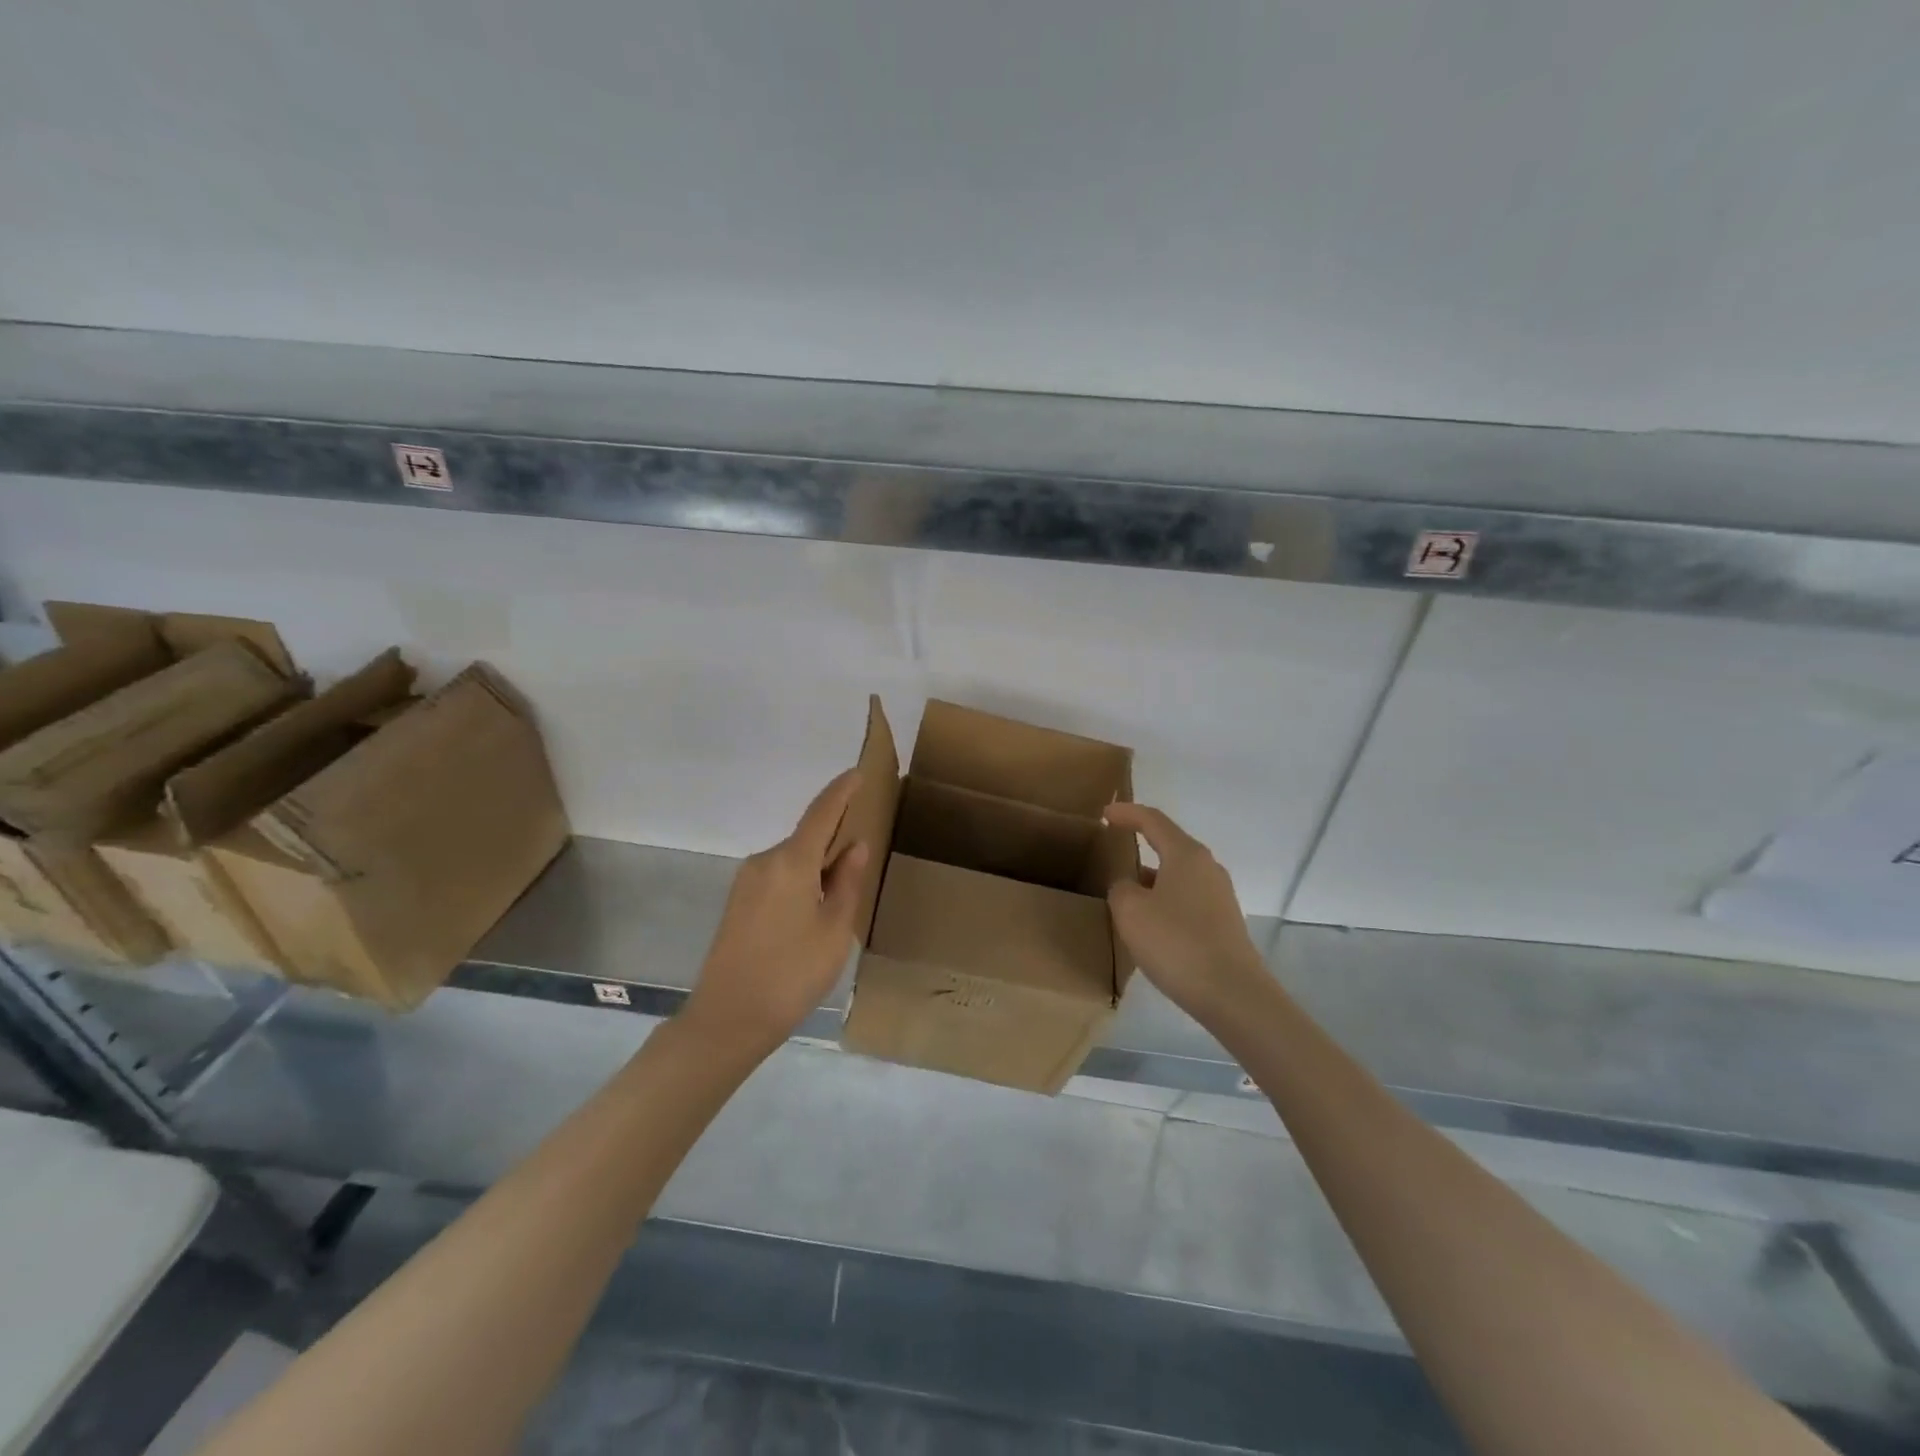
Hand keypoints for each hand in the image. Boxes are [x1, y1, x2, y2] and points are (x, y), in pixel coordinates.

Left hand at [682, 769, 869, 1055]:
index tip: (857, 772)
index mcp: (791, 862)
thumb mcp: (834, 930)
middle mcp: (764, 861)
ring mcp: (746, 882)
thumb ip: (846, 882)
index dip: (841, 792)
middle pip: (806, 837)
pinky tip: (816, 907)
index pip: (821, 813)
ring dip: (818, 863)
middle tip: (864, 850)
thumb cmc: (792, 974)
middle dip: (834, 837)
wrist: (728, 1020)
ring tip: (844, 888)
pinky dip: (801, 879)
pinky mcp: (738, 903)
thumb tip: (854, 846)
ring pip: (792, 860)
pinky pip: (778, 876)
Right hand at [1104, 803, 1266, 1027]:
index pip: (1153, 821)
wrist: (1232, 994)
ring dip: (1152, 877)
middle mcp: (1208, 868)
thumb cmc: (1176, 942)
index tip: (1104, 814)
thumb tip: (1129, 885)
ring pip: (1178, 875)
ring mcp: (1220, 896)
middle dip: (1141, 843)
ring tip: (1127, 891)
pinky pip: (1187, 899)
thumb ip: (1121, 888)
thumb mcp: (1131, 911)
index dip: (1126, 813)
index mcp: (1186, 855)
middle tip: (1114, 847)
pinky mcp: (1224, 923)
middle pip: (1170, 845)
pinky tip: (1151, 923)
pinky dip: (1165, 900)